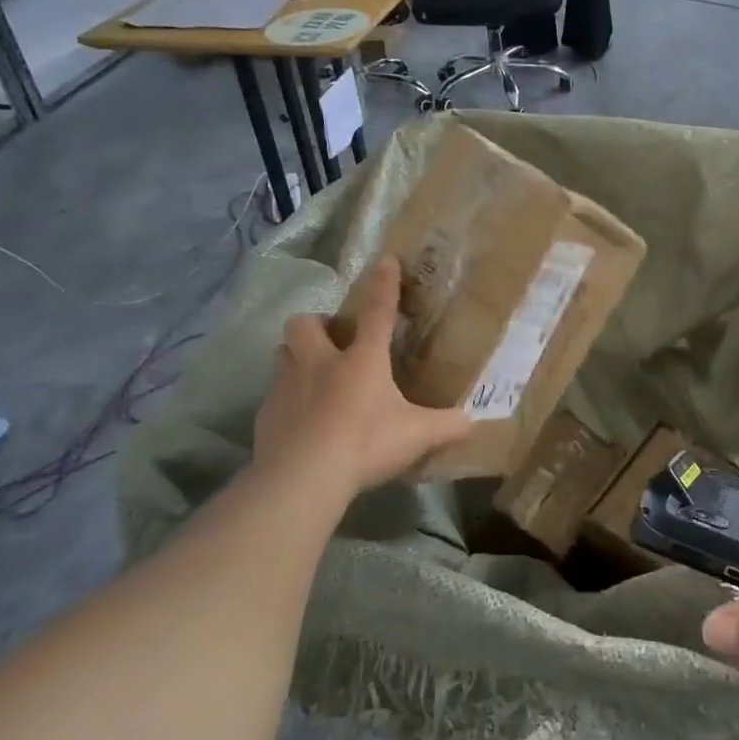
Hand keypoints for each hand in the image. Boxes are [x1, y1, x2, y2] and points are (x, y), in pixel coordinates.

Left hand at [251, 257, 472, 504]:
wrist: (301, 479)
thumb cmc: (364, 444)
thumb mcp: (416, 436)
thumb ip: (446, 426)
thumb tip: (472, 422)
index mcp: (362, 360)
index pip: (377, 311)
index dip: (384, 284)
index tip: (386, 260)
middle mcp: (320, 363)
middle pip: (305, 324)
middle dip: (317, 324)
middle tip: (332, 340)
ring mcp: (287, 387)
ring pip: (283, 353)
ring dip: (296, 356)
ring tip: (312, 375)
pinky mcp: (266, 415)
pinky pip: (273, 395)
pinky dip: (286, 400)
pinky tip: (300, 421)